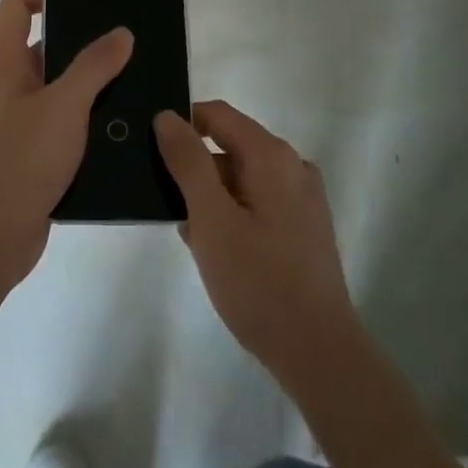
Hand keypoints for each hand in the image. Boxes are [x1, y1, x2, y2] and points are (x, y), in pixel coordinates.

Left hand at [0, 0, 132, 290]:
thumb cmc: (22, 159)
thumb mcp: (64, 106)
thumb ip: (94, 66)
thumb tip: (121, 33)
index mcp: (3, 64)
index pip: (15, 7)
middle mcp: (6, 86)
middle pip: (40, 45)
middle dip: (79, 38)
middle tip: (124, 35)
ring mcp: (17, 121)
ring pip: (55, 86)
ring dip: (88, 80)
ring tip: (133, 74)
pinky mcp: (31, 152)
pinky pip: (61, 120)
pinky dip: (86, 115)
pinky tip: (121, 121)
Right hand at [155, 101, 359, 383]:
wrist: (317, 352)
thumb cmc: (258, 281)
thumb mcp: (211, 218)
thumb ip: (187, 161)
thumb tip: (166, 116)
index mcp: (271, 156)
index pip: (217, 115)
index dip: (181, 124)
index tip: (150, 151)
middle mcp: (292, 166)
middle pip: (230, 146)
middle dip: (194, 168)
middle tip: (165, 204)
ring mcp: (302, 198)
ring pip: (242, 177)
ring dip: (210, 196)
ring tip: (186, 233)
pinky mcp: (303, 226)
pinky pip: (257, 202)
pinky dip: (231, 213)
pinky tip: (214, 250)